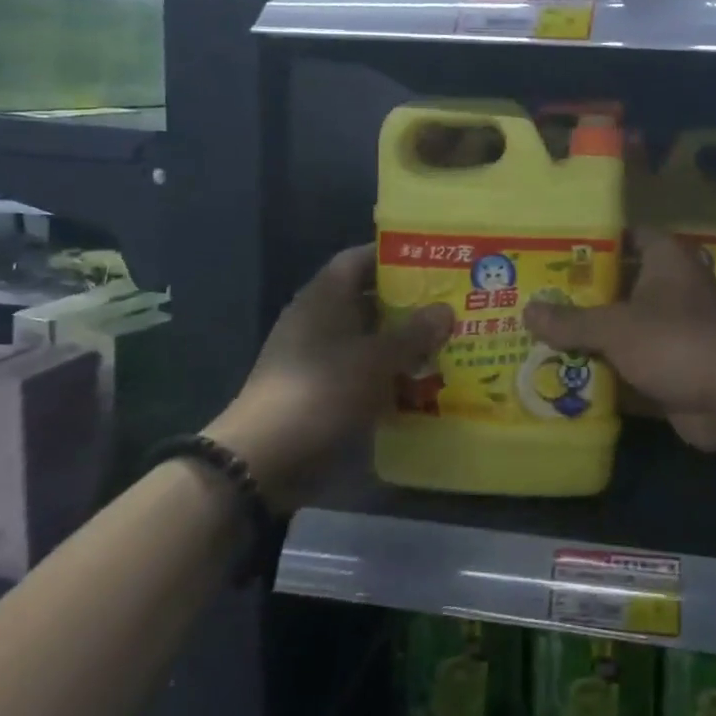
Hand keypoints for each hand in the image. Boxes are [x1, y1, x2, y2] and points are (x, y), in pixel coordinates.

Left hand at [207, 246, 451, 503]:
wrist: (264, 459)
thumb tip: (446, 309)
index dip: (393, 257)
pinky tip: (421, 384)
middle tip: (451, 306)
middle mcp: (318, 319)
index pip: (359, 260)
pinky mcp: (319, 390)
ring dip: (401, 342)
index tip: (432, 262)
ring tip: (446, 344)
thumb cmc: (322, 391)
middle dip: (408, 304)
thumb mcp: (376, 359)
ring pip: (367, 339)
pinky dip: (387, 374)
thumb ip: (414, 333)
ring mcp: (316, 357)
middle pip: (367, 300)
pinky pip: (361, 371)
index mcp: (324, 297)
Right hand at [523, 229, 715, 454]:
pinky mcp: (672, 364)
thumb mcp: (616, 328)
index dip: (592, 240)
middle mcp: (671, 287)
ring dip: (589, 333)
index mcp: (666, 259)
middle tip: (534, 294)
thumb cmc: (676, 342)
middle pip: (618, 283)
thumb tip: (527, 311)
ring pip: (622, 324)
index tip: (553, 249)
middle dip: (580, 293)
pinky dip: (604, 366)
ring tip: (538, 332)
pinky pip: (629, 360)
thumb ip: (571, 321)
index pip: (626, 236)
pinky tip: (564, 372)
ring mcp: (673, 328)